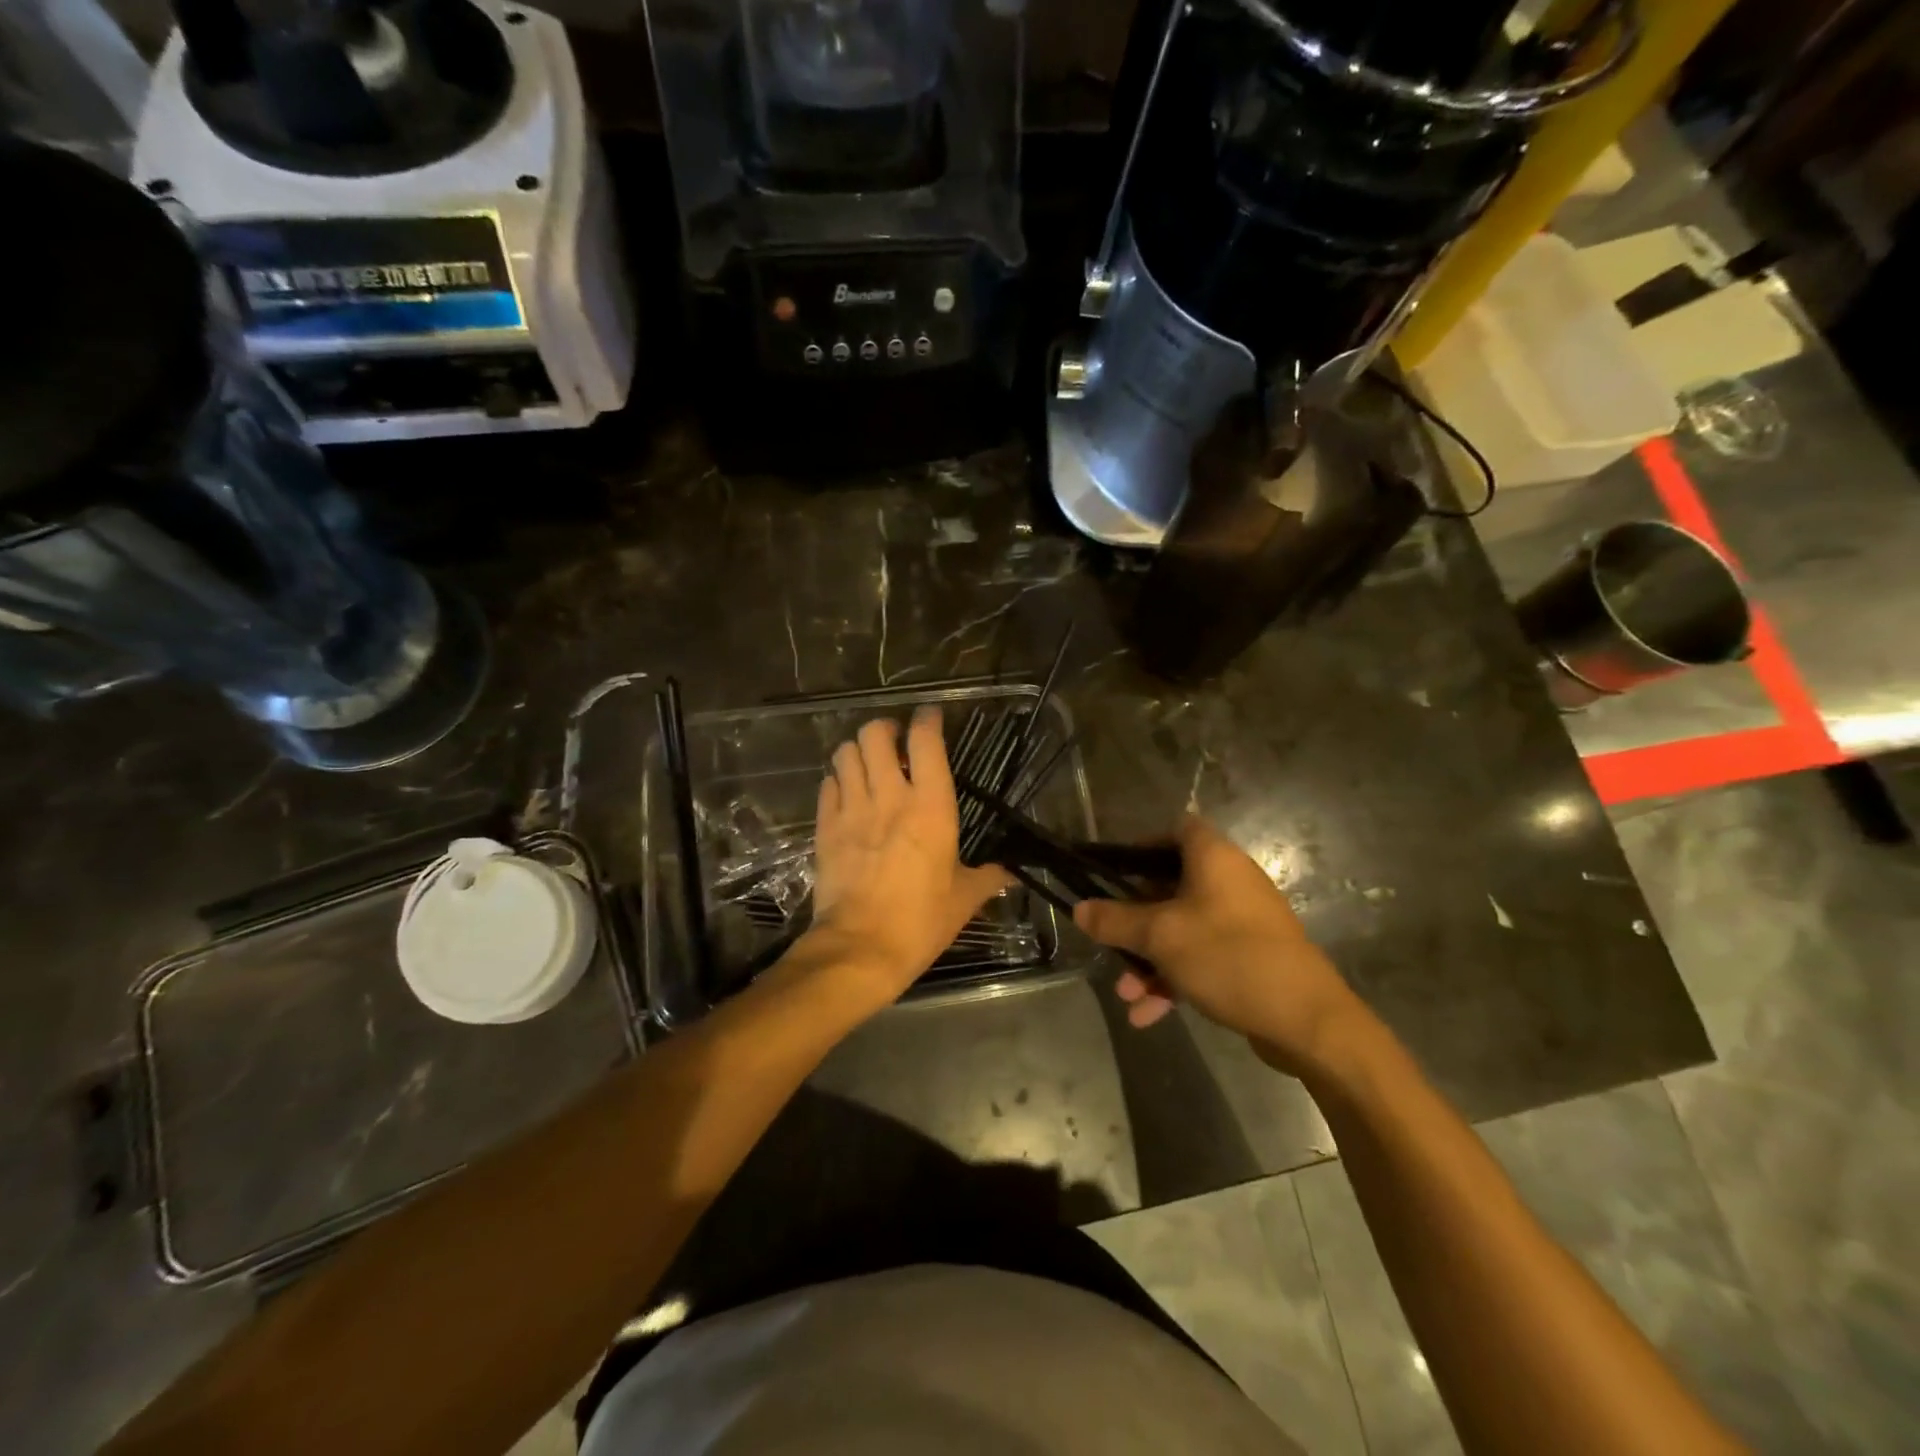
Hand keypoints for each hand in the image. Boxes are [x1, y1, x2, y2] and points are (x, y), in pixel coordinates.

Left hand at [808, 708, 1011, 1004]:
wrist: (860, 948)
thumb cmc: (921, 921)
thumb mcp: (964, 899)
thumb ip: (989, 877)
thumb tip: (1013, 874)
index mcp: (930, 807)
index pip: (926, 741)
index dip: (928, 719)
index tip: (931, 717)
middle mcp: (889, 796)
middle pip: (875, 734)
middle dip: (885, 730)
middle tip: (896, 744)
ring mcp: (851, 809)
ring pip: (845, 753)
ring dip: (858, 752)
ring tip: (870, 766)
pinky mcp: (825, 828)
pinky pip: (827, 785)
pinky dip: (838, 781)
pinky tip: (848, 795)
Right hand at [1073, 817, 1362, 1072]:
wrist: (1307, 1020)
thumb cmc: (1228, 957)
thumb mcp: (1160, 937)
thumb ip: (1115, 921)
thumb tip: (1079, 909)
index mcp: (1214, 858)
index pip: (1176, 829)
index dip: (1141, 845)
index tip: (1112, 871)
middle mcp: (1229, 881)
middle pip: (1169, 886)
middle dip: (1134, 920)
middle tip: (1109, 941)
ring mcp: (1241, 920)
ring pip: (1182, 928)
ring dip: (1150, 959)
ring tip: (1126, 994)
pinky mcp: (1249, 956)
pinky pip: (1201, 957)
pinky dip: (1174, 978)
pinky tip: (1148, 1014)